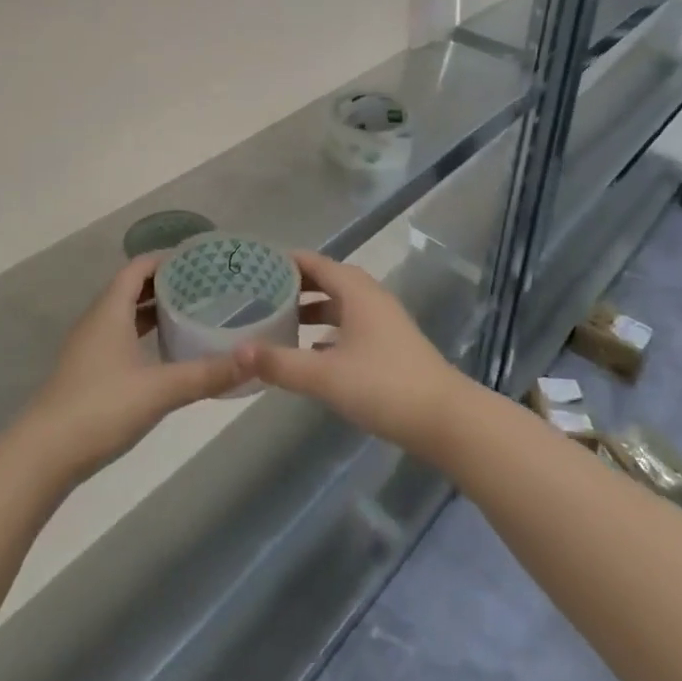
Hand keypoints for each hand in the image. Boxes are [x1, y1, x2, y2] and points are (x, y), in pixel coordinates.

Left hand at [24, 255, 244, 479]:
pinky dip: (144, 333)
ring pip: (126, 313)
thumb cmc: (101, 408)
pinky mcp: (88, 371)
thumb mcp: (160, 389)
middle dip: (167, 283)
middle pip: (133, 287)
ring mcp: (89, 347)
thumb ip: (207, 374)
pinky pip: (120, 335)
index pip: (139, 267)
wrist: (43, 456)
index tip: (200, 261)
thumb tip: (254, 359)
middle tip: (206, 286)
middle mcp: (98, 320)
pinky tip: (165, 351)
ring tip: (192, 312)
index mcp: (110, 310)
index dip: (167, 259)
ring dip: (155, 309)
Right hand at [231, 250, 464, 453]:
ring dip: (308, 309)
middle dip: (291, 286)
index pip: (312, 262)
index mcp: (355, 289)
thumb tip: (236, 352)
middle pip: (324, 280)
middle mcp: (368, 296)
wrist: (445, 419)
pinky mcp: (387, 344)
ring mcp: (380, 320)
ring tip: (274, 321)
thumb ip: (280, 363)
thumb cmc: (383, 385)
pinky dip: (324, 331)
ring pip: (336, 304)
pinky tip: (306, 352)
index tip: (251, 267)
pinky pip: (347, 325)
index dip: (282, 262)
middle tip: (254, 294)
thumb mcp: (325, 376)